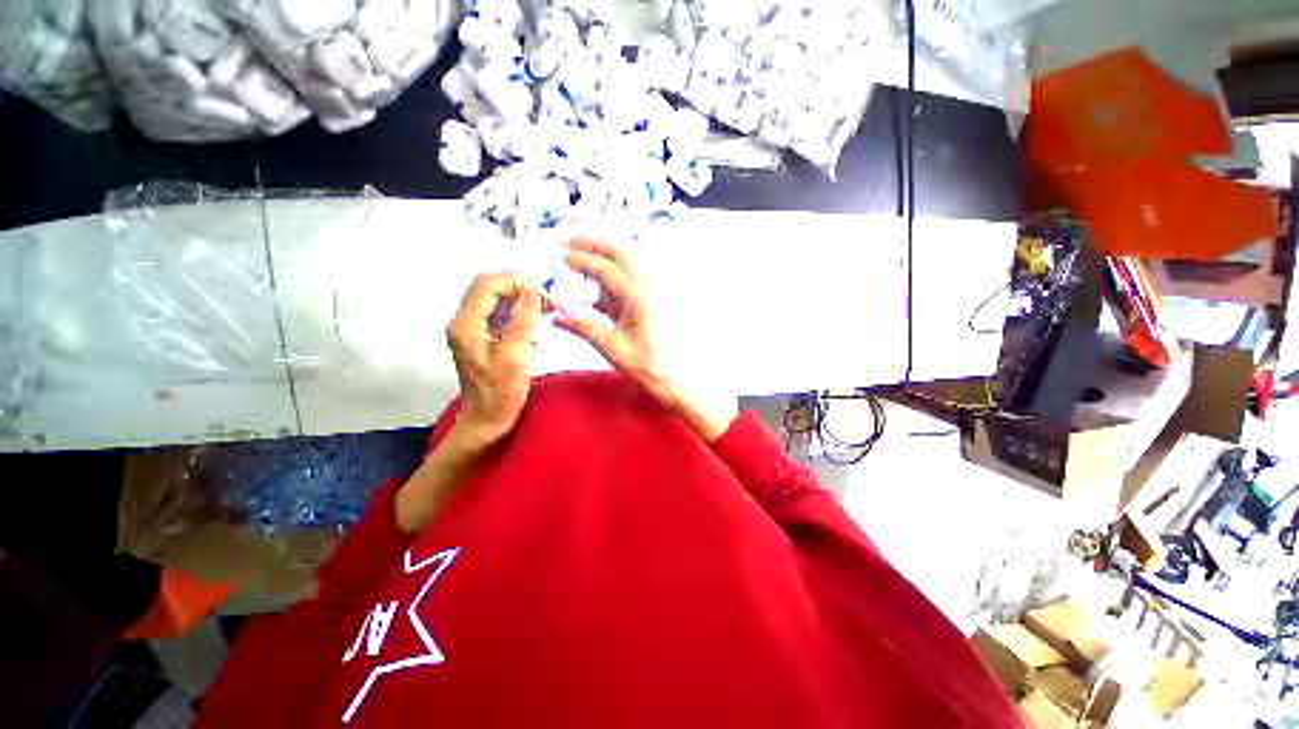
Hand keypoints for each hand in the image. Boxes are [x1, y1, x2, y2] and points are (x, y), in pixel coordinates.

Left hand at [445, 272, 542, 449]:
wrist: (486, 420)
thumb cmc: (501, 393)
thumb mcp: (515, 356)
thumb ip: (523, 320)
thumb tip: (533, 291)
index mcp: (466, 324)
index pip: (488, 284)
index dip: (517, 281)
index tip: (544, 293)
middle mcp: (464, 320)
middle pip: (490, 286)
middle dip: (520, 287)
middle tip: (548, 299)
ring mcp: (472, 328)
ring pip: (496, 298)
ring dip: (522, 298)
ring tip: (547, 307)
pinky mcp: (482, 336)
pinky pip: (500, 312)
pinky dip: (519, 311)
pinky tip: (536, 321)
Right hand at [556, 239, 735, 441]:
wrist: (679, 380)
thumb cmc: (649, 367)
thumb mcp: (613, 349)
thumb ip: (585, 329)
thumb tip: (558, 317)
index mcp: (639, 298)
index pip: (606, 269)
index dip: (582, 260)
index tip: (563, 257)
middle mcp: (651, 288)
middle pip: (622, 255)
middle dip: (596, 246)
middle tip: (572, 243)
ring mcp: (656, 293)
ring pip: (629, 265)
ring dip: (606, 259)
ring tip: (583, 261)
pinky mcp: (657, 302)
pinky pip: (633, 281)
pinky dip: (616, 278)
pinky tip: (601, 289)